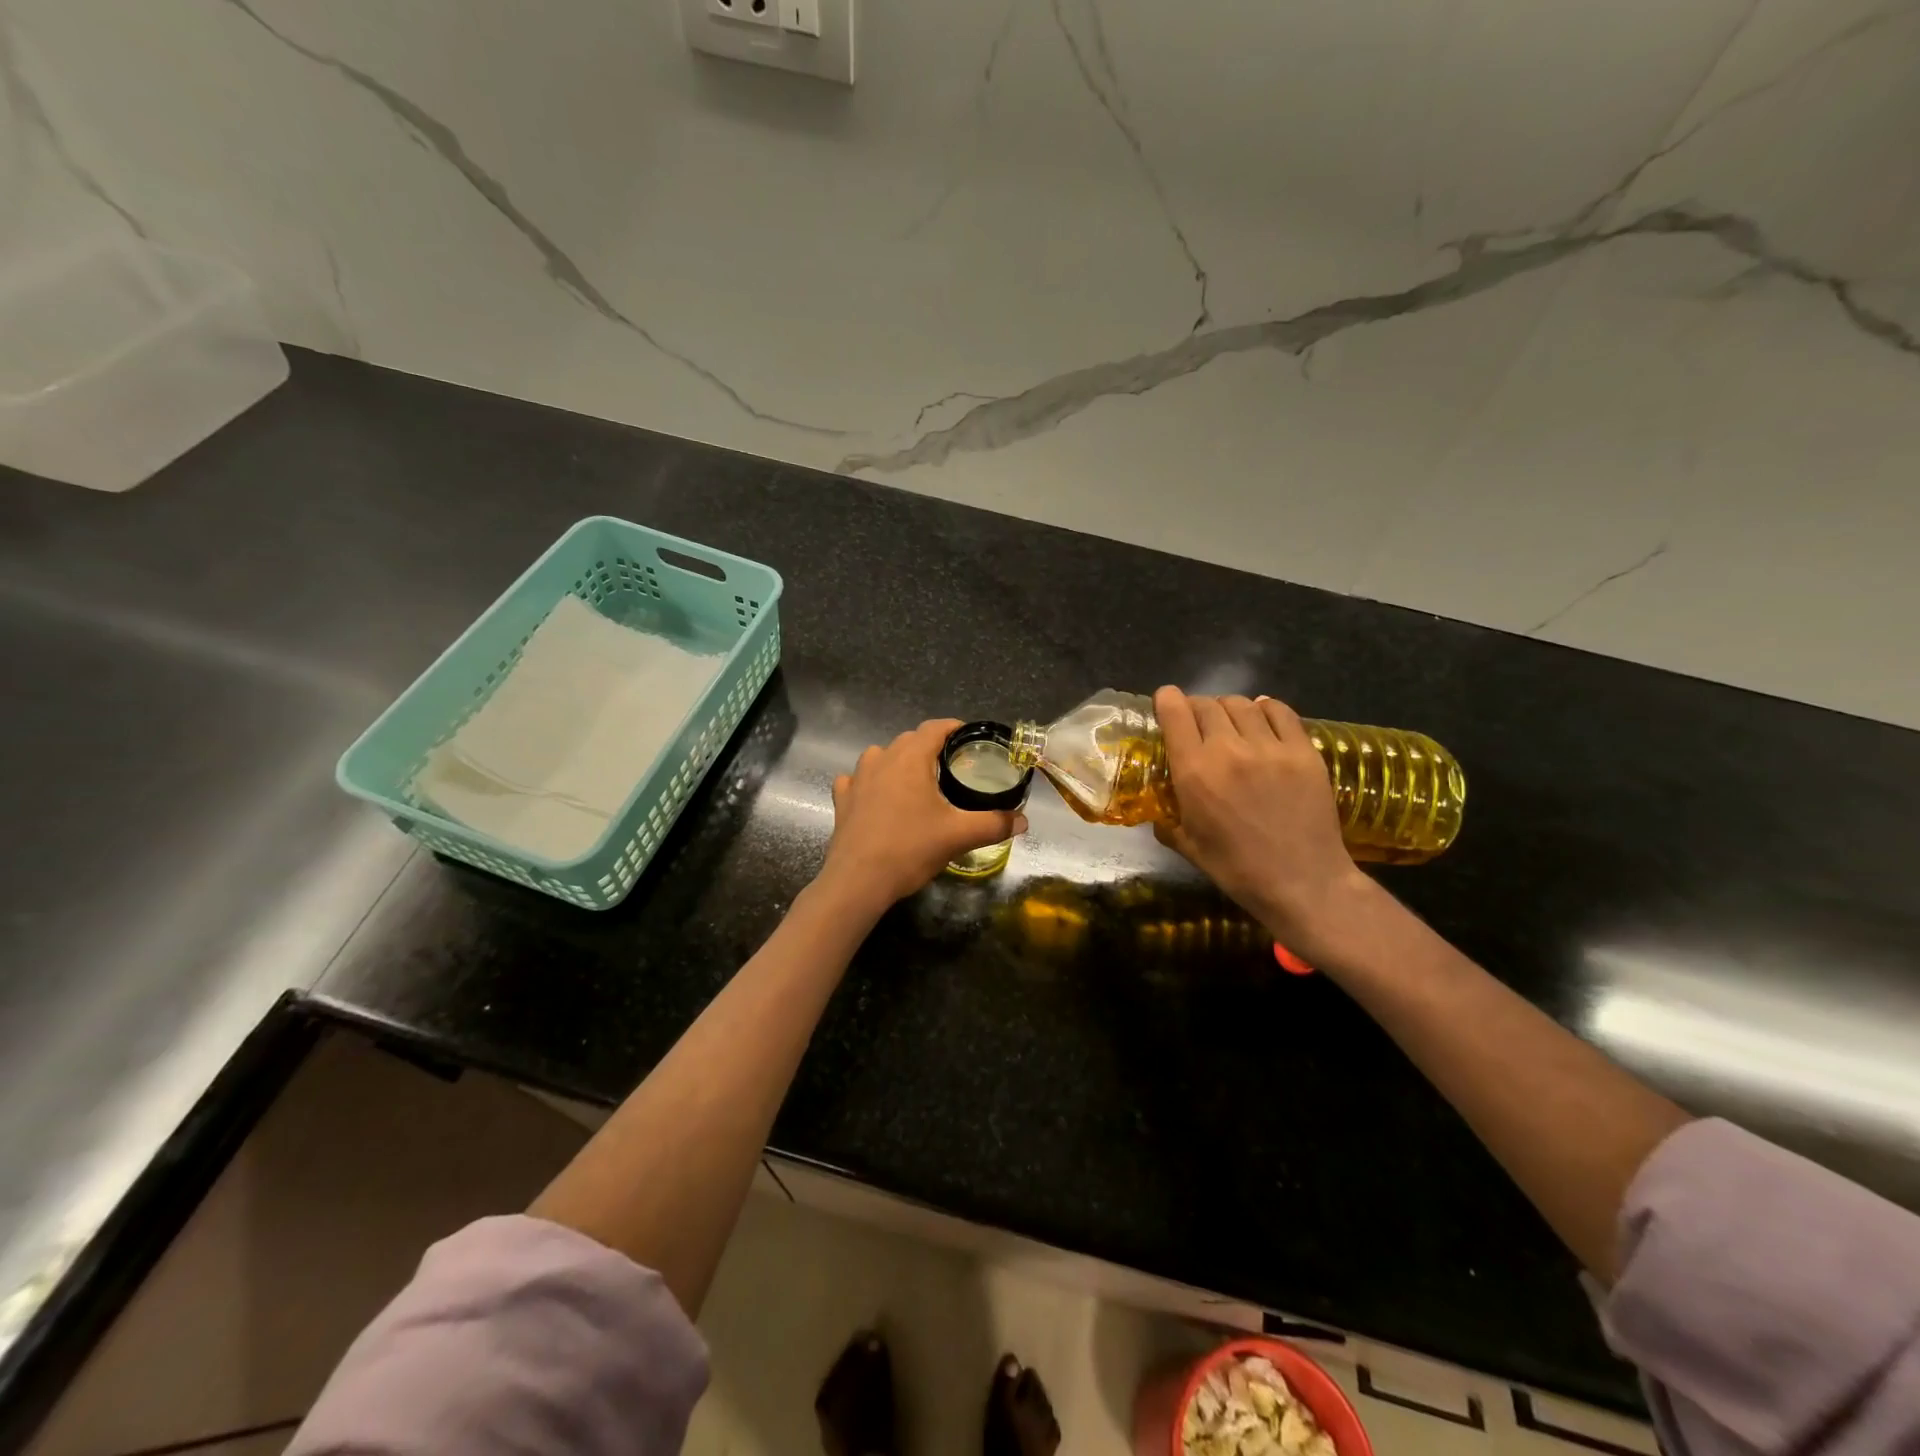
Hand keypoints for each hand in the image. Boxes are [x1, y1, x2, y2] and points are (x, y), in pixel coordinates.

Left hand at [816, 720, 1027, 914]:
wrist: (858, 881)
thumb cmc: (910, 849)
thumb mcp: (959, 836)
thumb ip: (994, 824)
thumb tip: (1023, 821)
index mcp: (910, 758)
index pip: (935, 728)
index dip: (955, 728)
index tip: (970, 739)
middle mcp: (882, 759)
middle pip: (909, 740)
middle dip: (930, 747)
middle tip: (951, 767)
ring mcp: (857, 778)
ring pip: (881, 755)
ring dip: (898, 761)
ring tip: (915, 781)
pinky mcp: (842, 799)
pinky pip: (856, 779)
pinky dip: (869, 782)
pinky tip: (877, 797)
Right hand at [1152, 686, 1381, 964]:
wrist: (1303, 882)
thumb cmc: (1237, 870)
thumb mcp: (1189, 847)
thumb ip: (1168, 822)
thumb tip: (1158, 815)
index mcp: (1194, 772)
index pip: (1175, 713)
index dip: (1167, 700)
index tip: (1166, 702)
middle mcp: (1228, 749)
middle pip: (1207, 705)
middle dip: (1196, 707)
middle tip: (1198, 722)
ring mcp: (1270, 747)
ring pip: (1243, 704)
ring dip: (1229, 708)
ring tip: (1231, 722)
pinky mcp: (1303, 751)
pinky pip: (1281, 712)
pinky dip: (1266, 708)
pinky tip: (1262, 715)